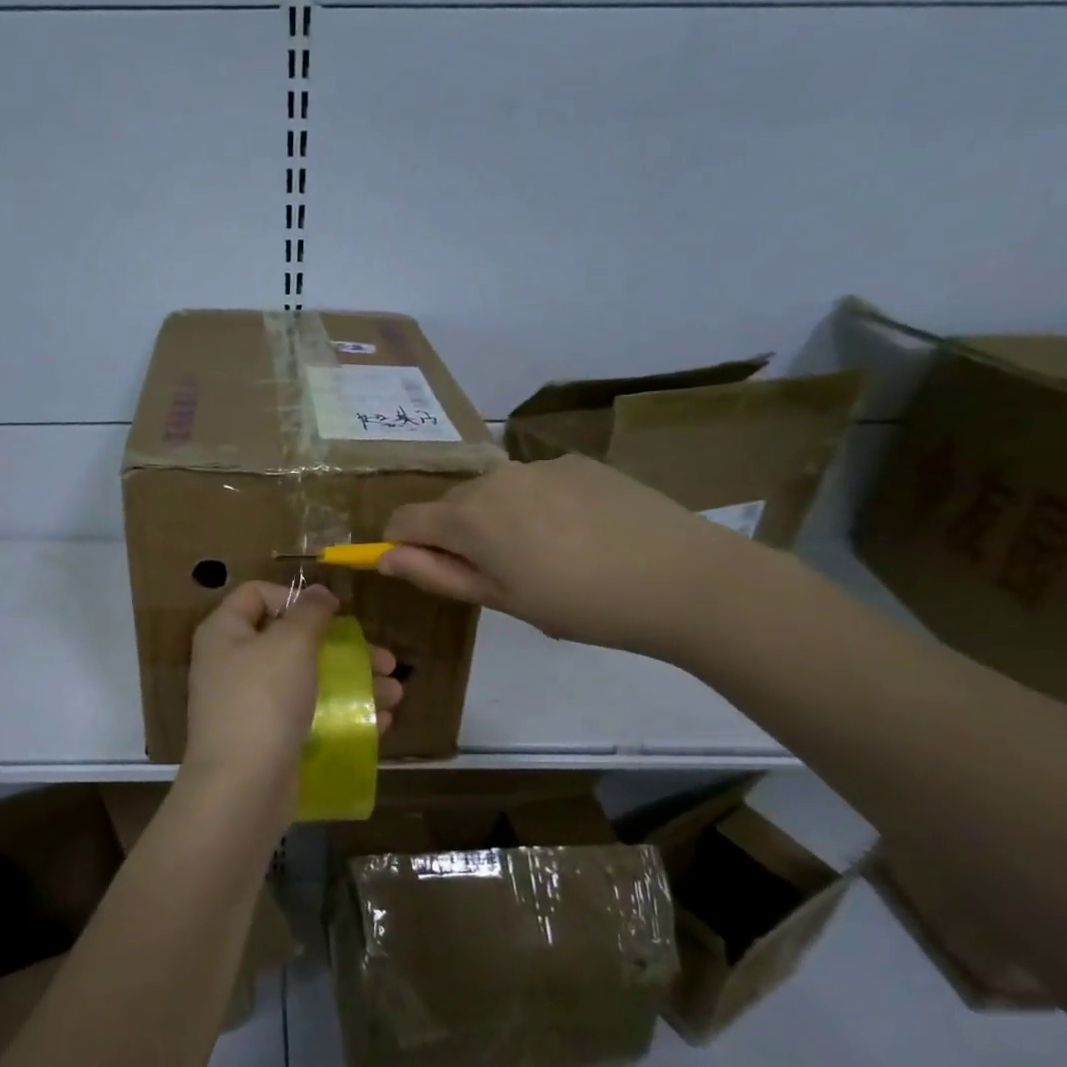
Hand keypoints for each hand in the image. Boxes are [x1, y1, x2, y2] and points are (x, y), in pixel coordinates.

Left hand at [184, 582, 401, 815]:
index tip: (334, 613)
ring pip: (308, 681)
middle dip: (344, 648)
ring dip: (355, 683)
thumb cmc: (264, 700)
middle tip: (386, 660)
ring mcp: (250, 705)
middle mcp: (233, 664)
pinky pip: (308, 715)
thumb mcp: (291, 644)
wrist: (242, 788)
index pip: (257, 594)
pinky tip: (381, 721)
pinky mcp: (268, 738)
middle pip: (292, 641)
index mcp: (225, 633)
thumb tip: (318, 593)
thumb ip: (309, 613)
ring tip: (396, 693)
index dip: (295, 597)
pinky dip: (342, 714)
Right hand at [378, 454, 762, 658]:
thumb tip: (384, 557)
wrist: (682, 578)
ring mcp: (539, 465)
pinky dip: (537, 507)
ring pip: (493, 493)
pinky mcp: (577, 462)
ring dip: (497, 521)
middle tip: (499, 577)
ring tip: (546, 558)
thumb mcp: (500, 600)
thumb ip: (434, 574)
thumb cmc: (579, 604)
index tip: (427, 572)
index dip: (401, 546)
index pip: (404, 519)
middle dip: (454, 536)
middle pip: (449, 505)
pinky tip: (580, 535)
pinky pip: (535, 484)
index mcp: (468, 516)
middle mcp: (494, 478)